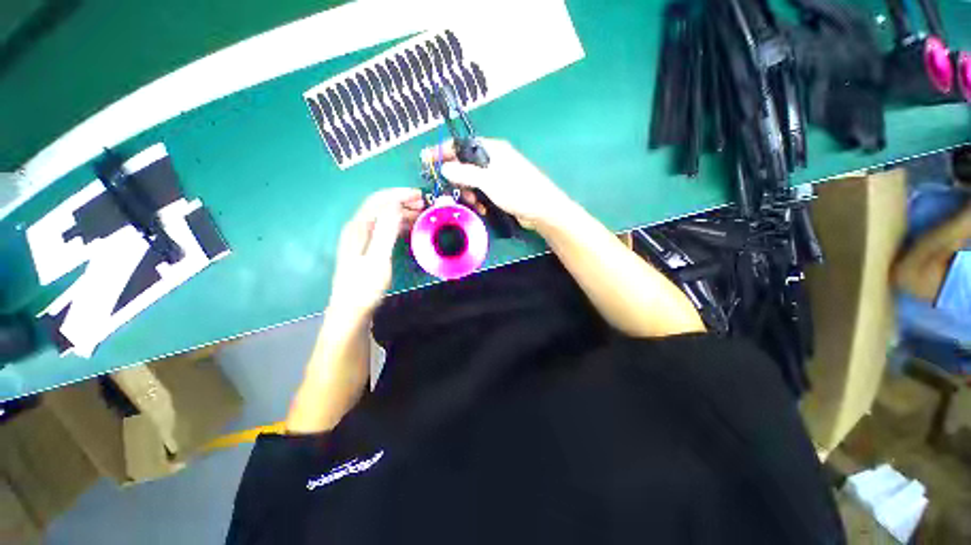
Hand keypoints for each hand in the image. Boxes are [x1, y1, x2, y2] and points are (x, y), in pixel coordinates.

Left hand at [328, 188, 424, 316]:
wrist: (351, 310)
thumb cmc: (364, 287)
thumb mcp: (378, 259)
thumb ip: (386, 231)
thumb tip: (395, 205)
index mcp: (358, 228)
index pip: (378, 200)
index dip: (399, 194)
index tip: (419, 194)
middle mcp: (358, 229)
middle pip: (381, 207)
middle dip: (403, 201)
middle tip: (424, 204)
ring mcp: (362, 239)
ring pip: (384, 218)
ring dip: (403, 213)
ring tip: (422, 215)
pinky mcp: (368, 248)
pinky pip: (385, 229)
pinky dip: (399, 225)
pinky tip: (410, 229)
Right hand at [433, 138, 573, 229]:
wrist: (542, 210)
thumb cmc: (518, 191)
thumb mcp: (490, 181)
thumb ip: (466, 173)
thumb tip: (444, 166)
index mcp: (492, 149)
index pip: (461, 145)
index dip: (443, 151)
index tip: (426, 160)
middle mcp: (493, 159)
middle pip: (465, 164)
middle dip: (458, 179)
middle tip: (456, 192)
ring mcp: (496, 175)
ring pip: (471, 181)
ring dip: (469, 193)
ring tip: (474, 204)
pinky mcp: (499, 189)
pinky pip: (481, 191)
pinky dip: (478, 199)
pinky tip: (482, 208)